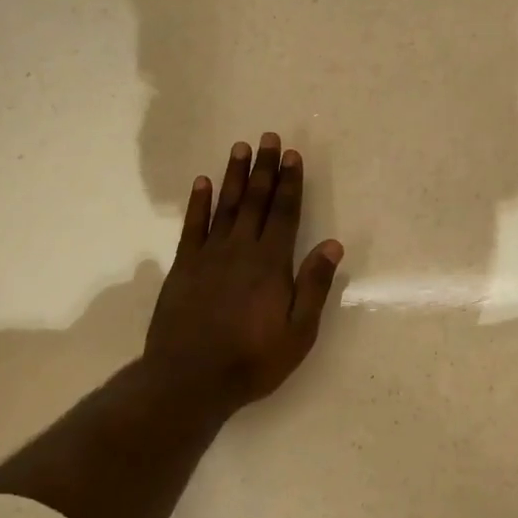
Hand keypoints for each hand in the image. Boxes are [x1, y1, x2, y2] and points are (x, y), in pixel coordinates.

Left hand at [144, 132, 343, 410]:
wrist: (190, 379)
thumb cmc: (253, 360)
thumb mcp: (298, 332)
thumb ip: (314, 285)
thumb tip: (333, 244)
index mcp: (271, 264)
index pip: (284, 213)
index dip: (290, 183)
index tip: (292, 156)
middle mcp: (241, 250)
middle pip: (254, 201)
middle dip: (264, 169)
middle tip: (268, 138)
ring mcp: (208, 256)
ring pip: (224, 206)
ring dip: (233, 176)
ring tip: (240, 148)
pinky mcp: (184, 267)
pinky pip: (192, 226)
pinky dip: (198, 203)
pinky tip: (201, 183)